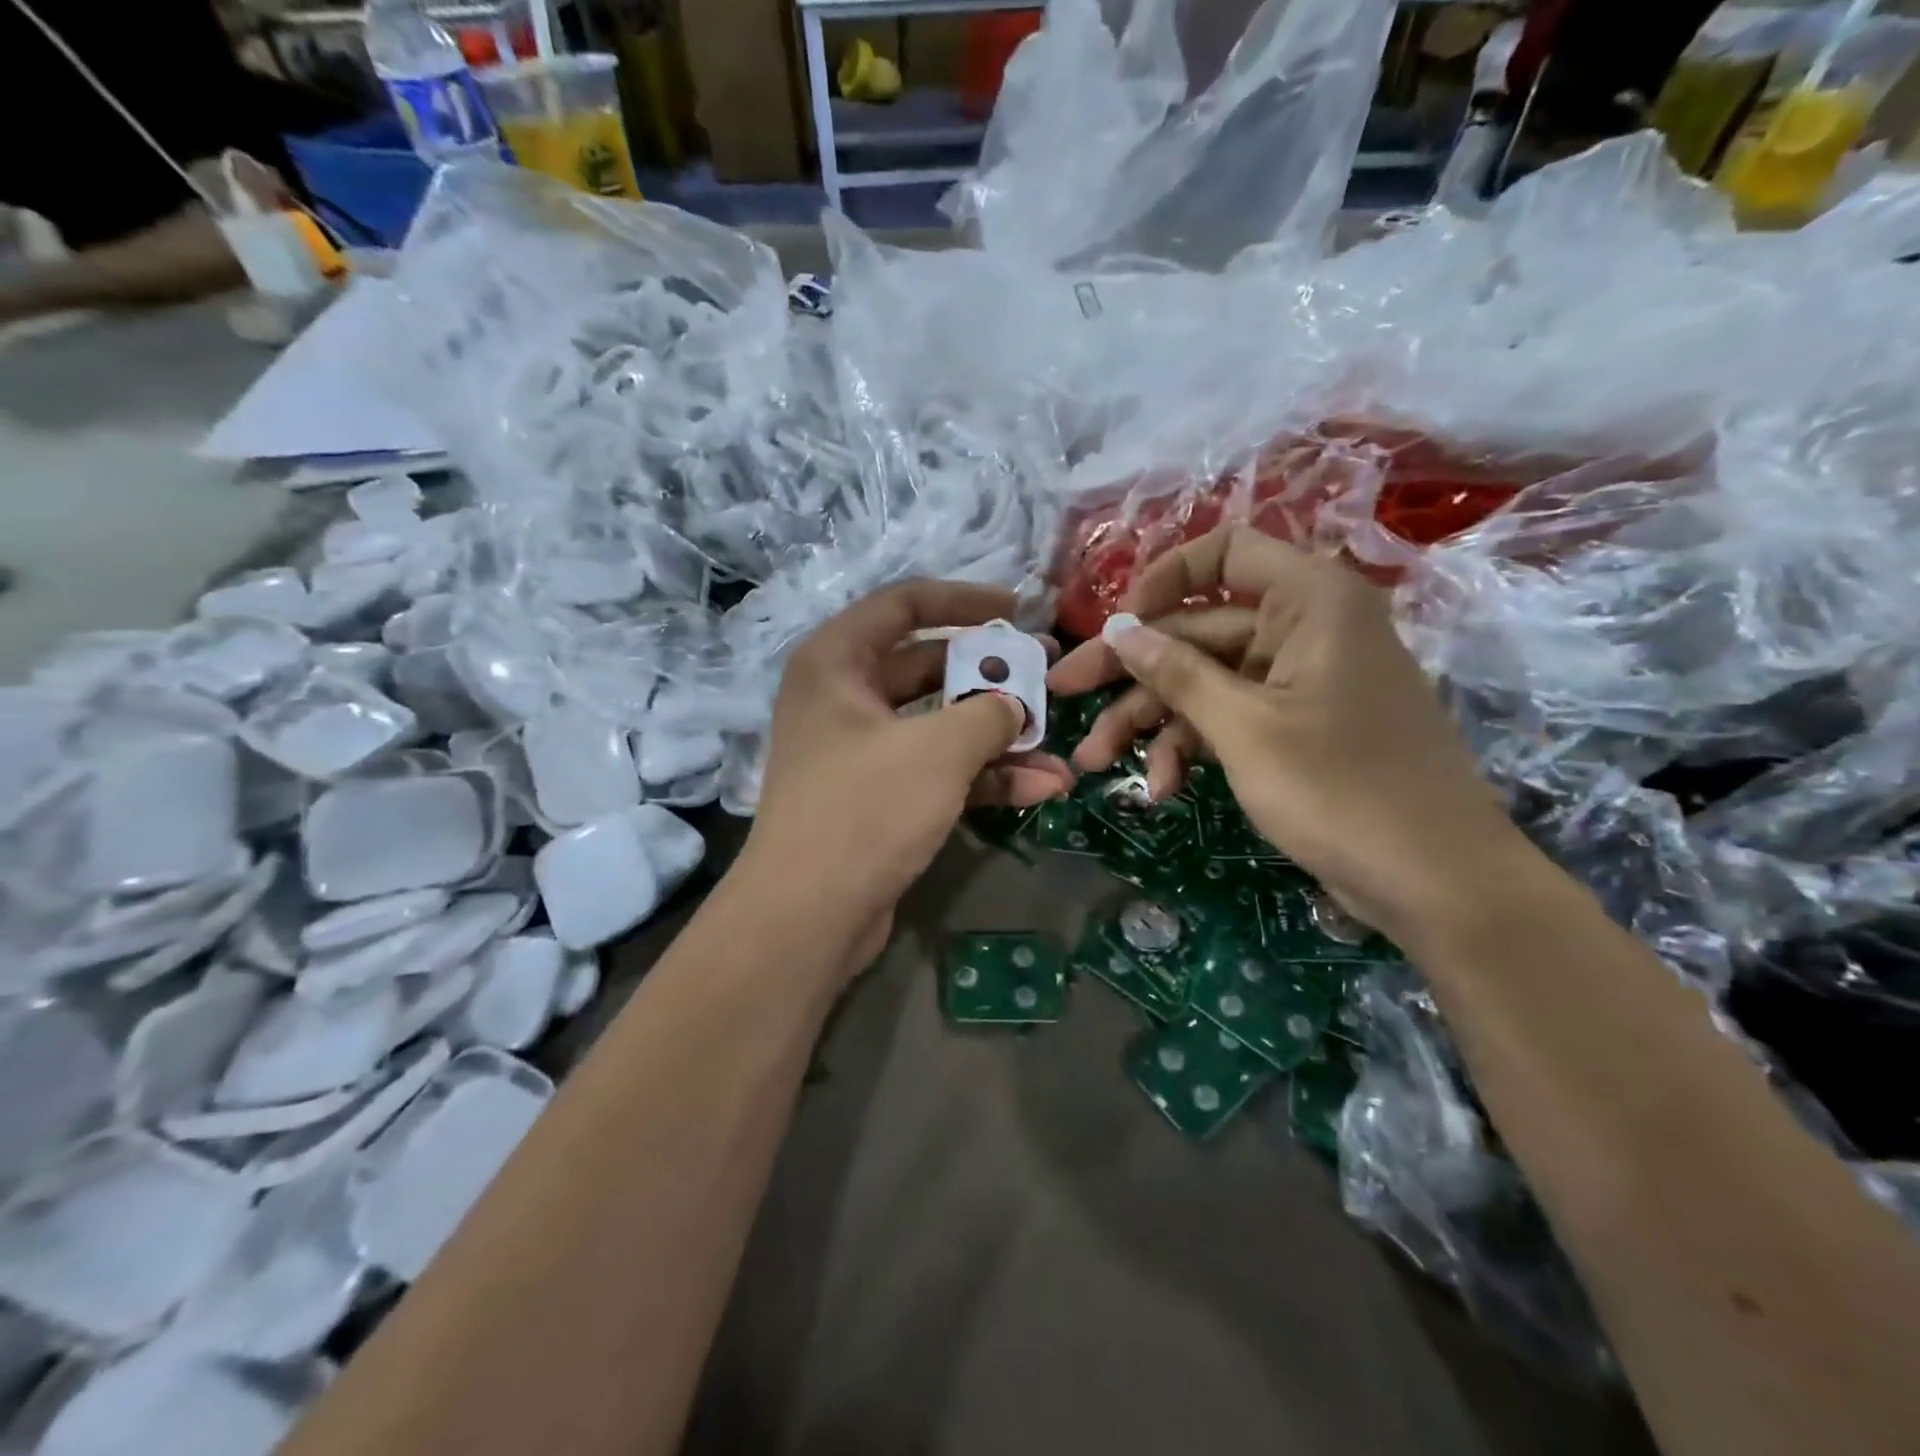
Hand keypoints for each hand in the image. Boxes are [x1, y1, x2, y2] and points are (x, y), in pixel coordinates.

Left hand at [739, 582, 1075, 964]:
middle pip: (928, 666)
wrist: (809, 916)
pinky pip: (937, 771)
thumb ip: (989, 713)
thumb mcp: (939, 749)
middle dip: (992, 675)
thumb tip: (1015, 707)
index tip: (1017, 610)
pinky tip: (1040, 788)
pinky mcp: (879, 799)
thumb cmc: (866, 809)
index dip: (964, 600)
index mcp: (837, 663)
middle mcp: (844, 699)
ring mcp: (861, 752)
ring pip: (939, 726)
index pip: (904, 604)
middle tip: (1049, 675)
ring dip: (998, 737)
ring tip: (1058, 743)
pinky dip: (983, 777)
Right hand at [1049, 529, 1523, 943]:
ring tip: (1095, 763)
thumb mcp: (1243, 728)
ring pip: (1206, 681)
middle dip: (1131, 672)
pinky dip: (1192, 746)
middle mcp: (1305, 628)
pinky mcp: (1297, 728)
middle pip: (1198, 630)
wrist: (1438, 884)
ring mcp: (1301, 682)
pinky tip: (1162, 787)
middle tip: (1064, 695)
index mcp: (1309, 601)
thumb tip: (1119, 630)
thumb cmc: (1341, 790)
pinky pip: (1231, 717)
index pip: (1223, 552)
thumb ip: (1176, 673)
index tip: (1116, 627)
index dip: (1162, 580)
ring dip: (1150, 721)